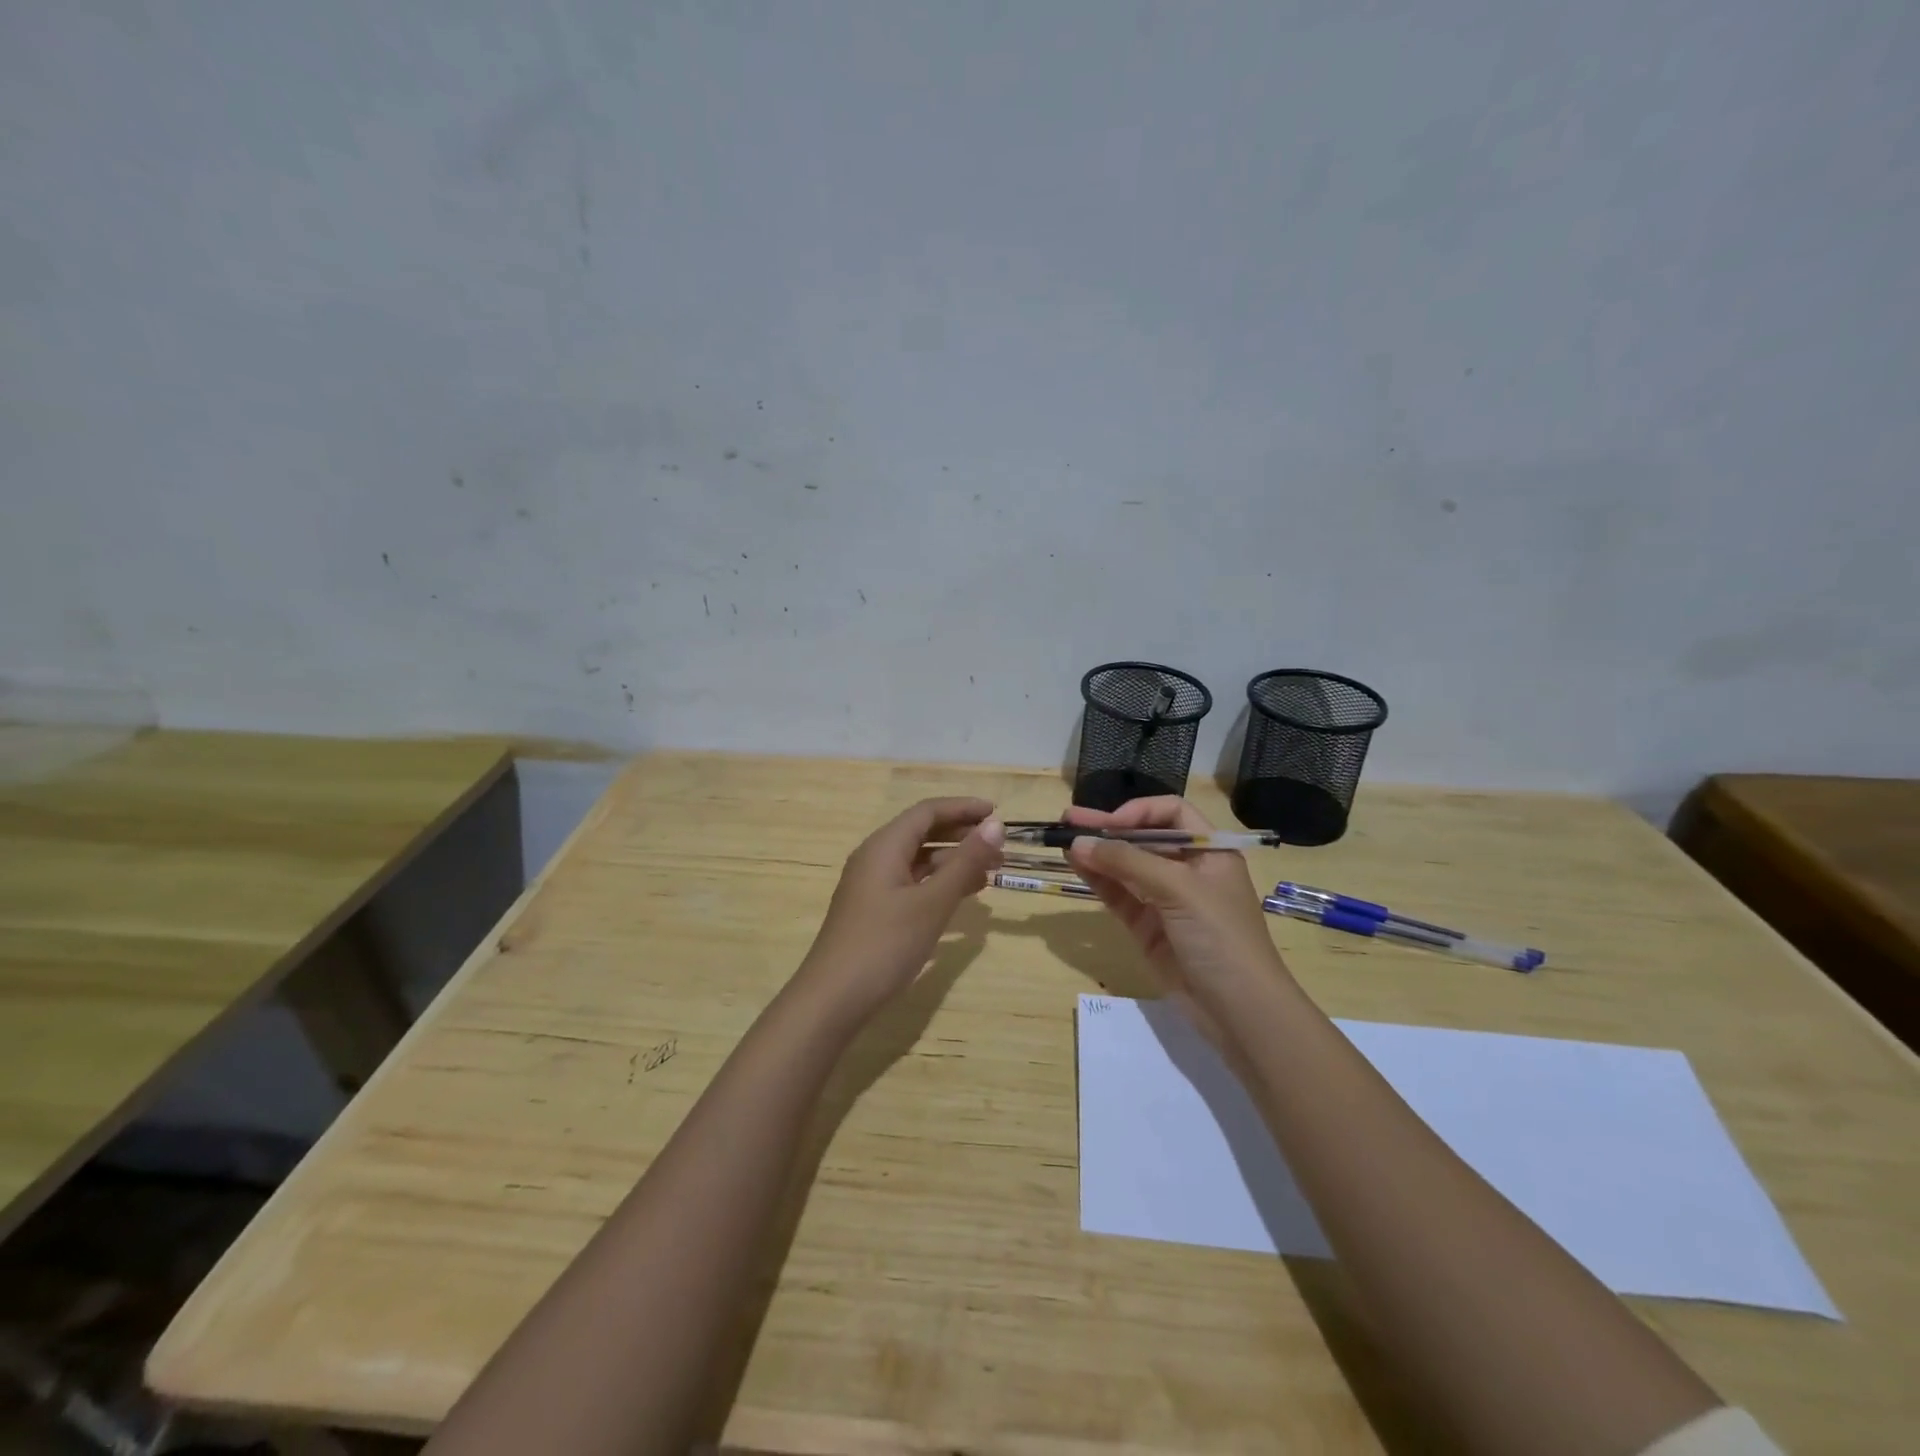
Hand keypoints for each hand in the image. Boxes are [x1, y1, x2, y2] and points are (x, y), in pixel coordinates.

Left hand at [794, 797, 1004, 1025]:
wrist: (833, 998)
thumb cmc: (885, 944)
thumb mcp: (932, 902)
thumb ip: (965, 862)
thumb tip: (995, 825)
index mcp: (885, 846)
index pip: (927, 812)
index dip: (963, 808)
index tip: (997, 813)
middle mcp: (875, 857)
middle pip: (922, 832)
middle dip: (962, 835)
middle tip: (1000, 848)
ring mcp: (872, 885)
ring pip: (918, 860)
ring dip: (953, 861)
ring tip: (990, 872)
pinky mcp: (874, 910)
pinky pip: (912, 882)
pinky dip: (939, 883)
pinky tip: (962, 897)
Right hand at [1064, 797, 1290, 1040]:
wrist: (1240, 1011)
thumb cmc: (1220, 937)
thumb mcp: (1179, 890)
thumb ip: (1128, 863)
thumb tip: (1079, 843)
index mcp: (1210, 851)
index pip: (1172, 814)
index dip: (1140, 812)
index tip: (1111, 824)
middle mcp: (1187, 870)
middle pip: (1144, 838)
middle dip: (1108, 828)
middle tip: (1068, 818)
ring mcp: (1166, 900)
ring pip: (1126, 867)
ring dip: (1097, 853)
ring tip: (1063, 842)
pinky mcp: (1148, 928)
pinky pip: (1119, 895)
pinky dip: (1098, 880)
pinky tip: (1077, 866)